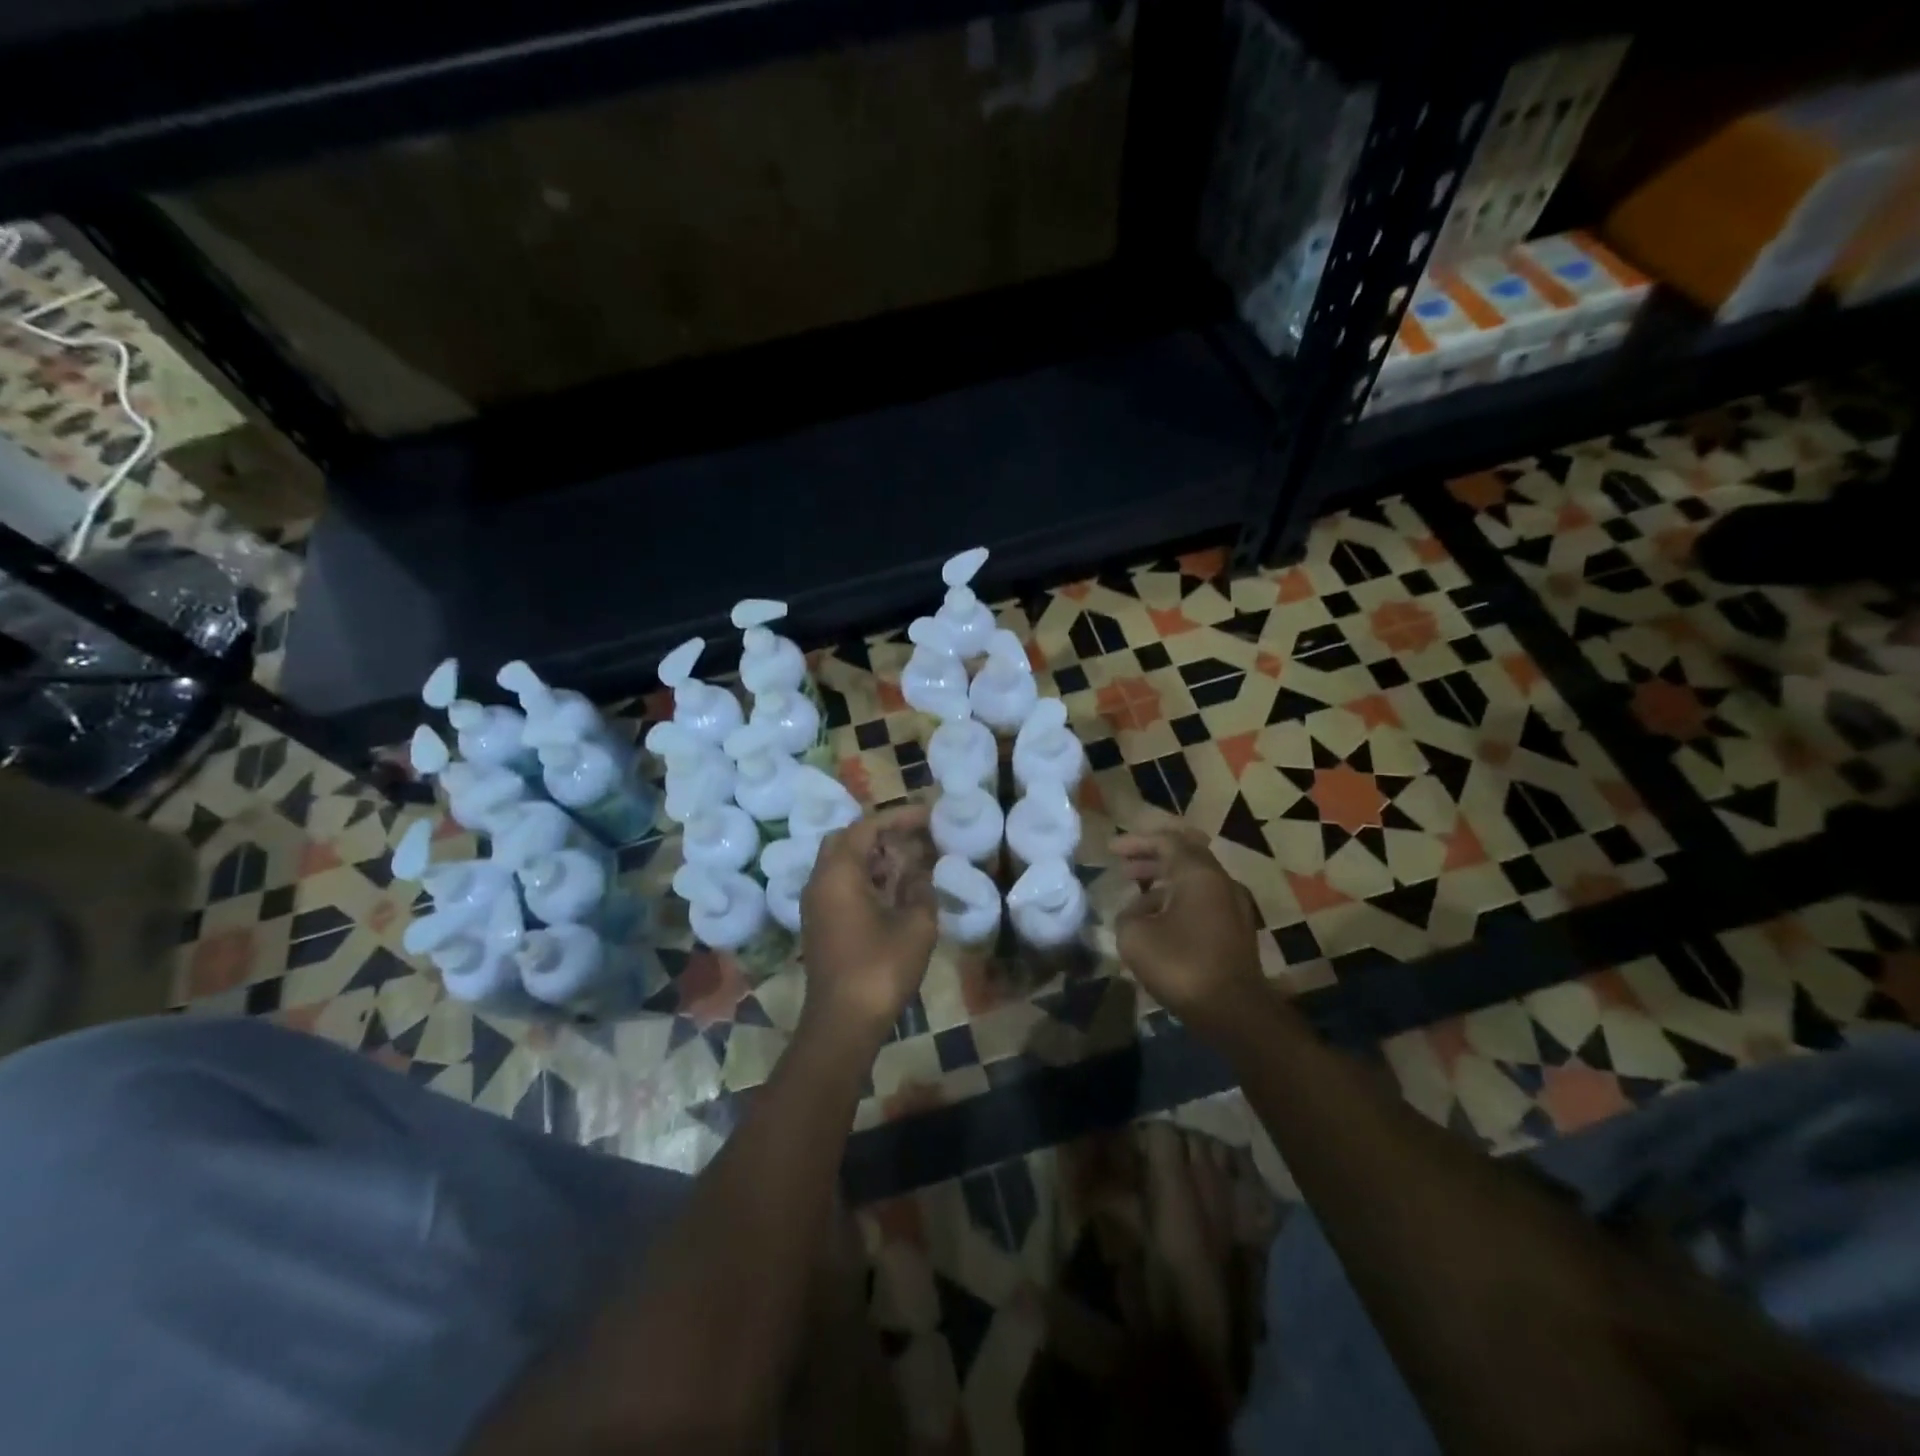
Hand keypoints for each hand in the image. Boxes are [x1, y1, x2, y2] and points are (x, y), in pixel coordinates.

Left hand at [800, 805, 937, 1039]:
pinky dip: (865, 877)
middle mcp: (819, 881)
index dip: (899, 817)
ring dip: (873, 856)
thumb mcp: (916, 925)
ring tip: (910, 861)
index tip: (929, 815)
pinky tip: (893, 890)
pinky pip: (840, 884)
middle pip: (847, 839)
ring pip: (842, 862)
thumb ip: (921, 889)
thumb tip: (919, 873)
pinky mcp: (818, 923)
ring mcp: (815, 904)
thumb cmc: (881, 969)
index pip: (866, 827)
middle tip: (915, 837)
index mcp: (839, 873)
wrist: (843, 1022)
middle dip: (882, 833)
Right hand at [1113, 827, 1267, 1034]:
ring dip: (1164, 882)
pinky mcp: (1237, 931)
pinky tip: (1159, 921)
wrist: (1235, 1012)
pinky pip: (1204, 902)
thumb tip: (1135, 912)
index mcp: (1198, 874)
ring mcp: (1234, 906)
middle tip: (1124, 866)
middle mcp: (1221, 882)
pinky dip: (1178, 900)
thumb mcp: (1135, 937)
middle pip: (1185, 856)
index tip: (1111, 850)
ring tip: (1135, 895)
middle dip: (1151, 858)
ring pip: (1195, 881)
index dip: (1136, 842)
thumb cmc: (1182, 965)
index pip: (1166, 841)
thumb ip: (1127, 914)